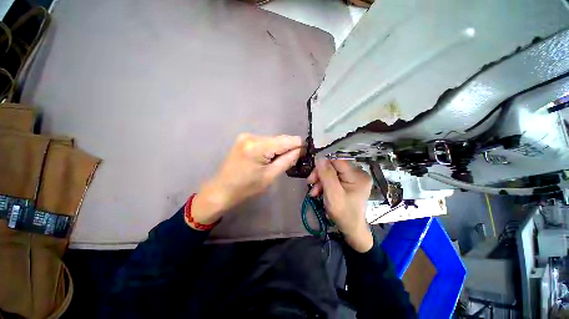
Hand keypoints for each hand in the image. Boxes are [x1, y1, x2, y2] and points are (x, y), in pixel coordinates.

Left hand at [189, 133, 302, 228]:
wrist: (222, 189)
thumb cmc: (246, 188)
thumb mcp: (270, 176)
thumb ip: (287, 160)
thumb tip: (300, 150)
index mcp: (258, 147)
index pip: (287, 140)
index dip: (299, 146)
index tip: (304, 154)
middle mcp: (252, 136)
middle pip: (280, 139)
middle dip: (288, 148)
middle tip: (291, 161)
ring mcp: (247, 136)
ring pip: (273, 140)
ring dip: (279, 149)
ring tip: (276, 162)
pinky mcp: (244, 139)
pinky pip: (265, 141)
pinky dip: (270, 148)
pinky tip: (267, 158)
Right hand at [307, 159, 372, 251]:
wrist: (351, 229)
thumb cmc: (343, 214)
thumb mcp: (333, 194)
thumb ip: (326, 175)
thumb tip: (319, 157)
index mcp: (357, 175)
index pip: (337, 161)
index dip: (322, 165)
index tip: (312, 176)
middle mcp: (358, 173)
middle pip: (334, 166)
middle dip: (320, 175)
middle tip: (310, 184)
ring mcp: (354, 178)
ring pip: (332, 172)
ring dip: (320, 181)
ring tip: (314, 192)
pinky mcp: (350, 183)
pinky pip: (334, 178)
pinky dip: (325, 184)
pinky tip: (319, 192)